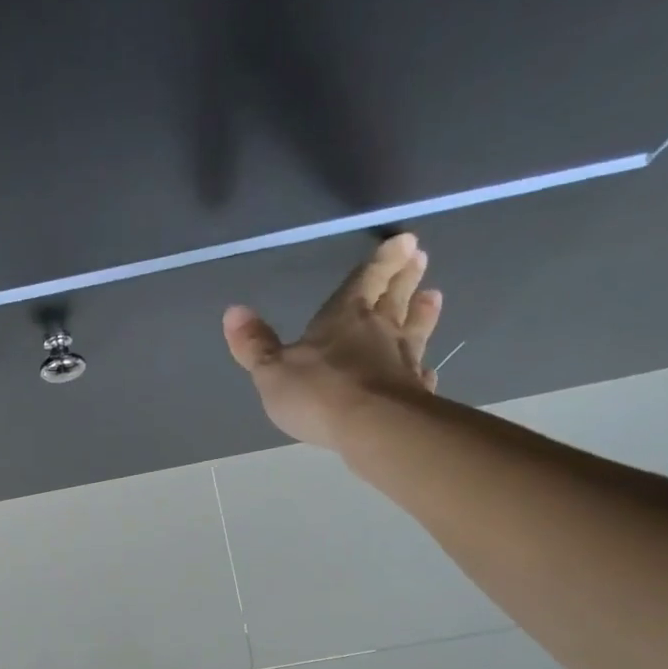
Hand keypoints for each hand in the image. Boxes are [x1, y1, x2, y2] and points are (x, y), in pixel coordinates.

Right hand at [223, 233, 441, 449]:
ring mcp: (402, 362)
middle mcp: (379, 331)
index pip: (365, 280)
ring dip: (423, 313)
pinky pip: (420, 375)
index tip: (405, 240)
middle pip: (395, 298)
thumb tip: (233, 311)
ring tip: (434, 296)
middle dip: (404, 277)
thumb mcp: (272, 370)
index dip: (382, 261)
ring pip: (415, 330)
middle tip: (420, 257)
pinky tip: (426, 370)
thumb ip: (255, 344)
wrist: (372, 427)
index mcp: (344, 317)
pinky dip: (422, 369)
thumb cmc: (317, 393)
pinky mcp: (414, 393)